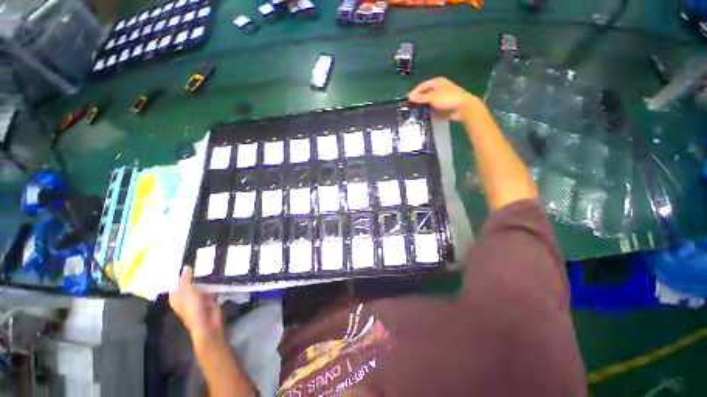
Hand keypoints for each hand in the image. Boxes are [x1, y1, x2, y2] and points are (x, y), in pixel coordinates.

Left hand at [169, 266, 224, 341]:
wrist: (208, 323)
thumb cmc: (193, 309)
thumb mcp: (188, 293)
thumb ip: (187, 280)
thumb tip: (186, 266)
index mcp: (177, 296)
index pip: (175, 282)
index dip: (179, 273)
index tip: (184, 260)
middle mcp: (186, 296)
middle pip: (188, 282)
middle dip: (193, 273)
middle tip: (199, 258)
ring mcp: (198, 297)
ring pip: (200, 284)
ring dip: (204, 277)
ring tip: (209, 262)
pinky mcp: (209, 297)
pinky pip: (211, 287)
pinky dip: (213, 281)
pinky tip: (217, 272)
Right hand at [408, 77, 480, 120]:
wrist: (463, 107)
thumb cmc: (448, 98)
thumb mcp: (432, 97)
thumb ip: (420, 98)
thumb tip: (409, 97)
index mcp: (437, 83)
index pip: (422, 86)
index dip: (415, 92)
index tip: (408, 99)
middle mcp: (439, 89)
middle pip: (425, 94)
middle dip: (418, 100)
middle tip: (410, 107)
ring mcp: (442, 98)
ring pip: (429, 102)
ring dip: (423, 107)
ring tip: (415, 113)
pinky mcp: (444, 107)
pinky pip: (434, 109)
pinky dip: (429, 112)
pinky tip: (424, 117)